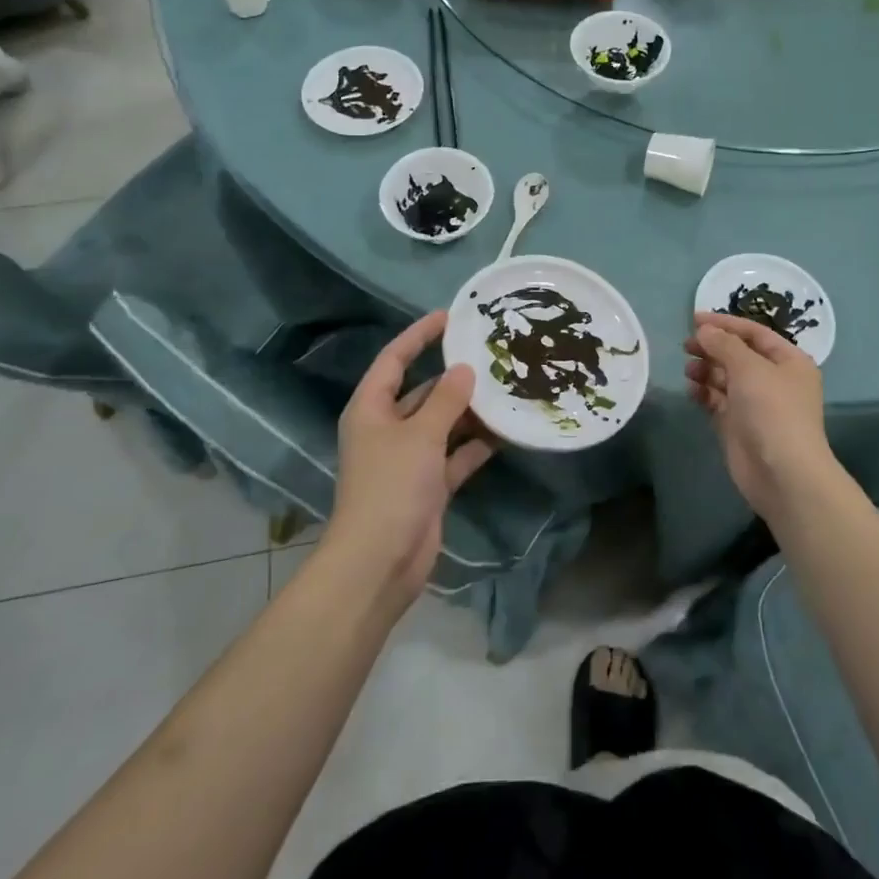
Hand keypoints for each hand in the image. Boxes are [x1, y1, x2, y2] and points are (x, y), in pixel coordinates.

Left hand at [324, 311, 493, 602]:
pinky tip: (506, 431)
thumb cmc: (391, 486)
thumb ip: (446, 400)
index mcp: (372, 408)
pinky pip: (455, 455)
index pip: (394, 359)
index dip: (419, 335)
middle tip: (491, 354)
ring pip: (443, 423)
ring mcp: (408, 458)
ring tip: (506, 387)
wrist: (380, 562)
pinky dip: (476, 444)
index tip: (449, 316)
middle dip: (454, 376)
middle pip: (422, 391)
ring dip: (469, 411)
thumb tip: (465, 369)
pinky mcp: (428, 485)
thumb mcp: (420, 435)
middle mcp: (388, 428)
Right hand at [684, 312, 838, 523]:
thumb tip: (704, 331)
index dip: (725, 324)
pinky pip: (718, 400)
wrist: (782, 473)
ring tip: (689, 370)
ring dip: (706, 370)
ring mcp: (756, 404)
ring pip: (726, 377)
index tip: (694, 319)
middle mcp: (774, 380)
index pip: (754, 333)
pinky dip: (704, 393)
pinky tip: (691, 390)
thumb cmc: (772, 410)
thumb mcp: (749, 367)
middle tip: (687, 346)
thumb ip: (724, 344)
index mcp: (788, 361)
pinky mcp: (738, 425)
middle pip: (738, 354)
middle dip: (712, 348)